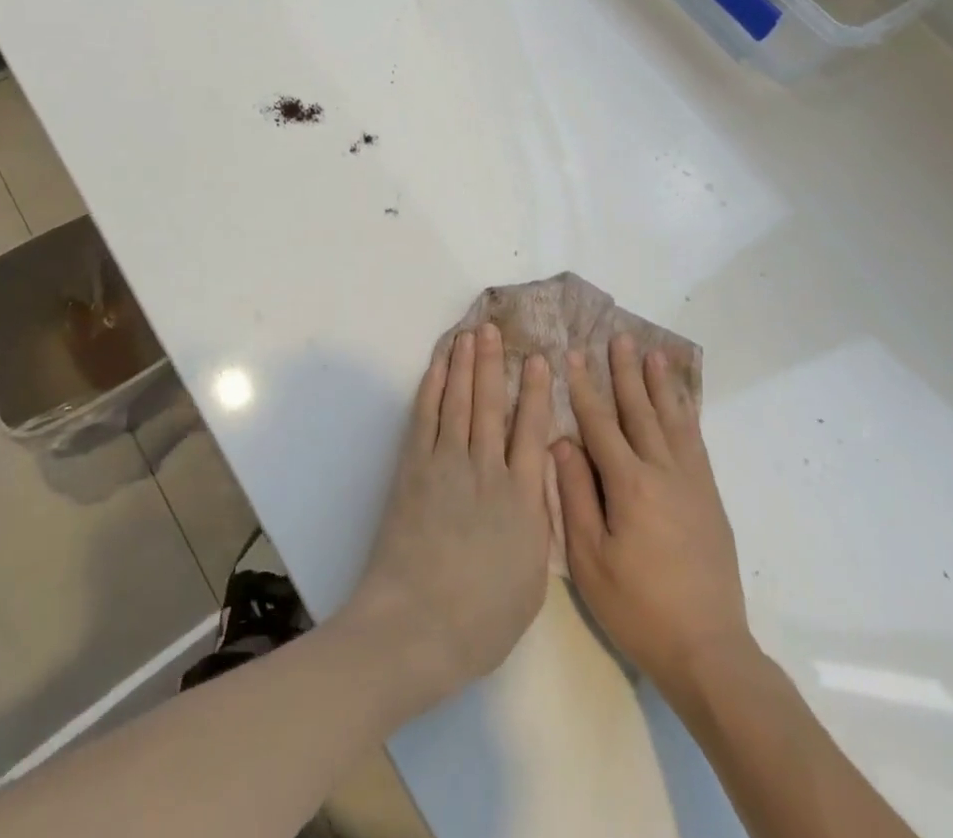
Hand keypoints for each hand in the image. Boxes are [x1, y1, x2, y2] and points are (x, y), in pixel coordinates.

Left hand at [343, 324, 553, 712]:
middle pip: (491, 403)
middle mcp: (486, 469)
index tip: (538, 359)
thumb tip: (538, 483)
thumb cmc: (481, 618)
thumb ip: (537, 523)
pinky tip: (439, 365)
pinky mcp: (414, 467)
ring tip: (469, 333)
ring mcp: (446, 463)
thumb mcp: (531, 578)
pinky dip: (433, 386)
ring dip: (464, 363)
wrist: (416, 625)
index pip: (532, 429)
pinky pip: (426, 415)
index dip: (535, 390)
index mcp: (522, 498)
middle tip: (493, 328)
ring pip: (459, 400)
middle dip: (493, 362)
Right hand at [553, 335, 751, 700]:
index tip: (572, 355)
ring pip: (673, 419)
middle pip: (640, 410)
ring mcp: (692, 482)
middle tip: (619, 337)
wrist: (708, 649)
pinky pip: (696, 441)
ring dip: (660, 384)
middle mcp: (663, 471)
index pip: (601, 423)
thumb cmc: (638, 607)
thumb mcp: (590, 559)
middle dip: (626, 372)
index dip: (584, 388)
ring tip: (653, 353)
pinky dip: (686, 413)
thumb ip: (575, 495)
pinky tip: (681, 402)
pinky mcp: (710, 497)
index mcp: (629, 484)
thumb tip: (561, 443)